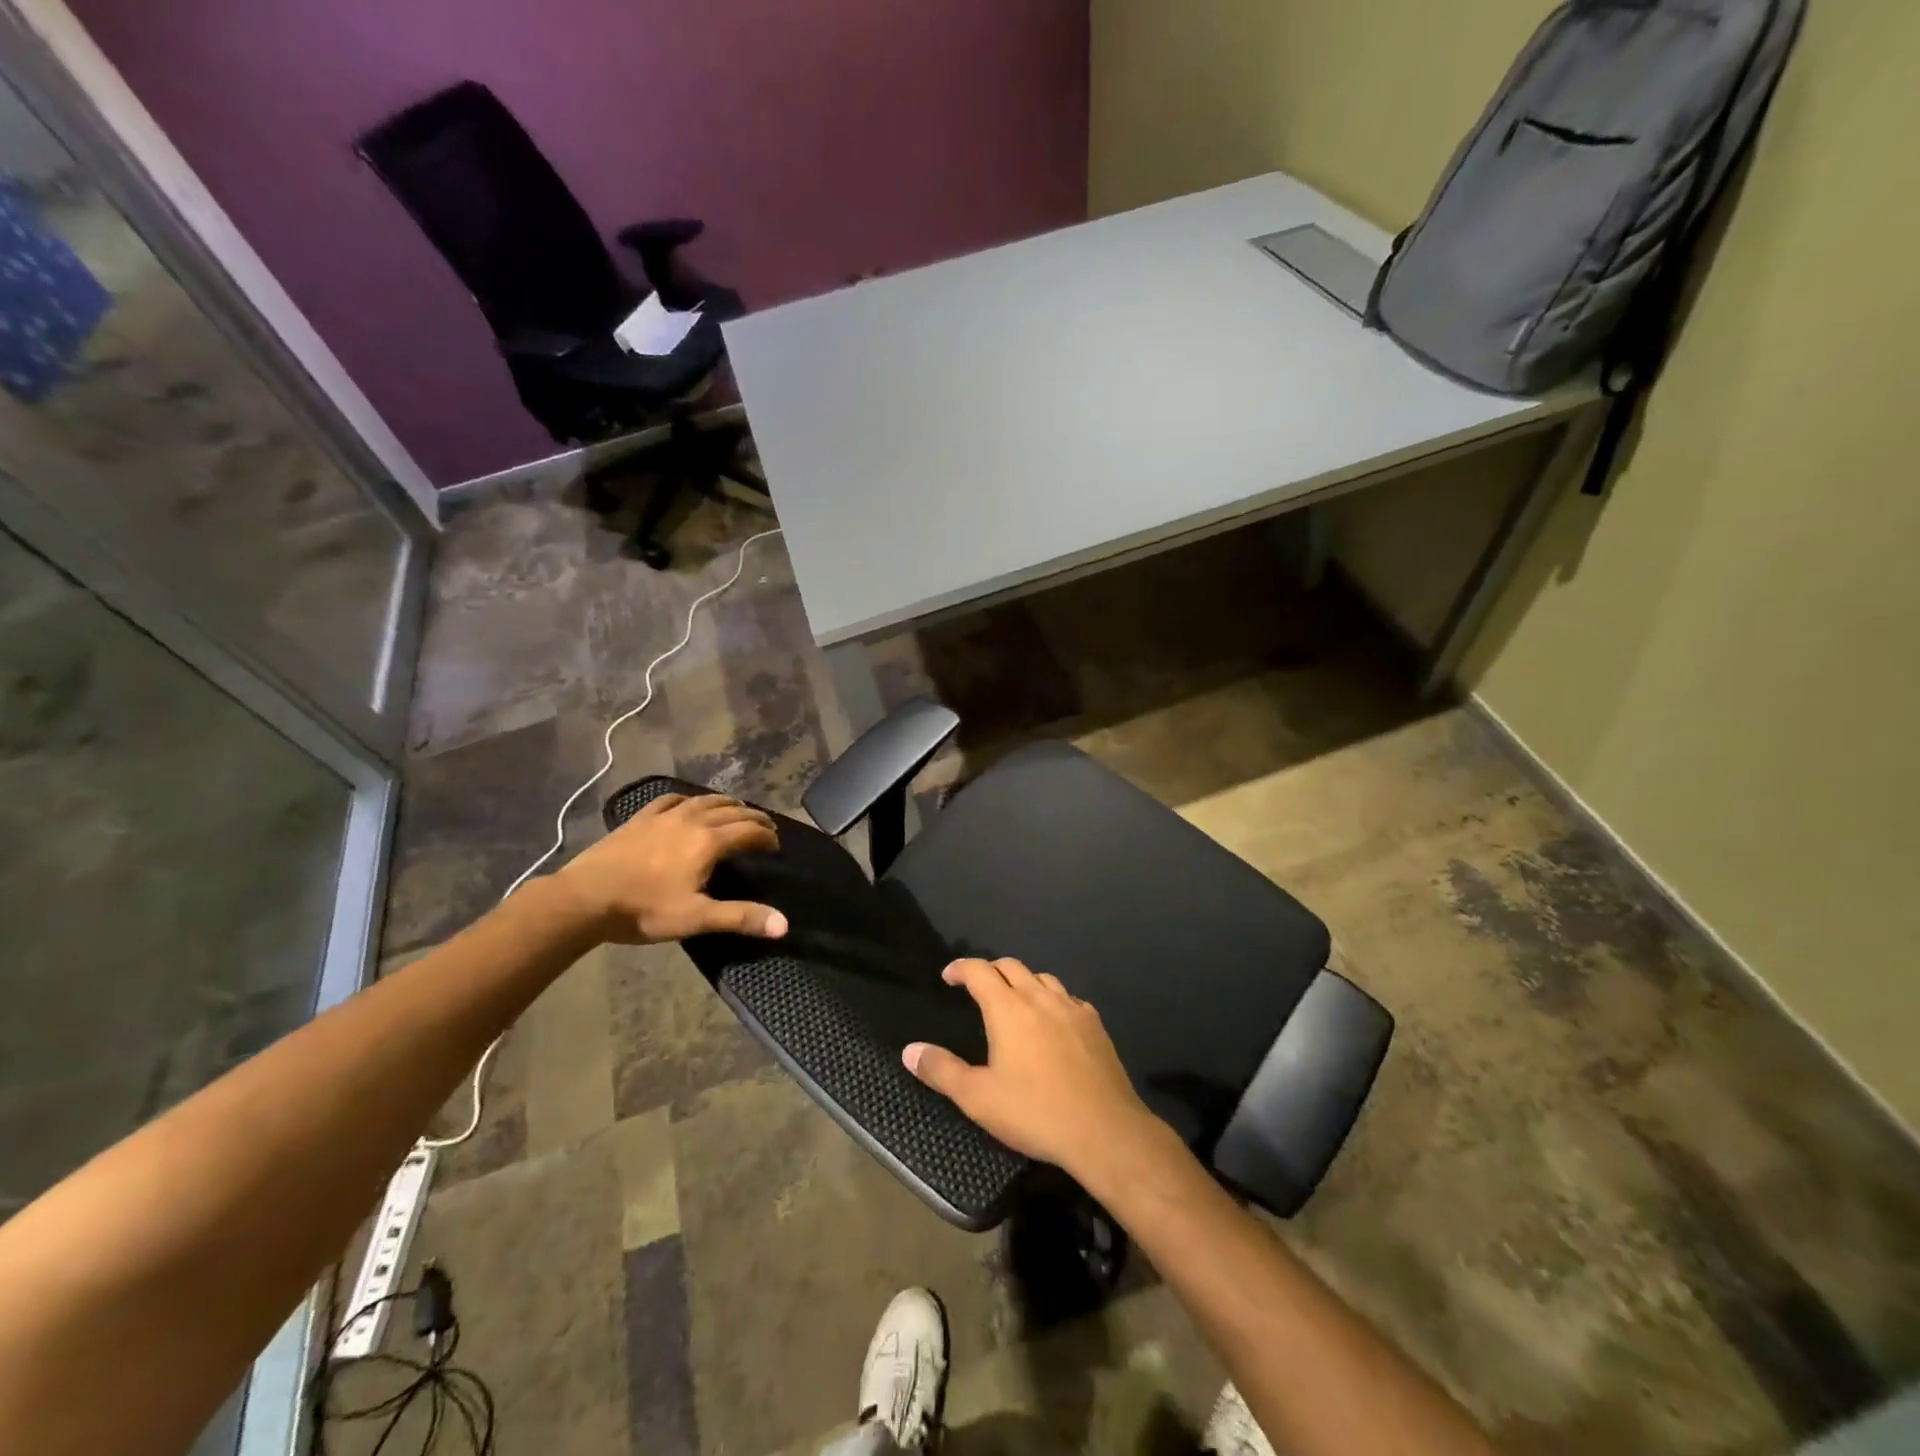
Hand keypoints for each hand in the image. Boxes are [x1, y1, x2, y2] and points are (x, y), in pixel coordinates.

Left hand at [552, 793, 788, 944]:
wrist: (585, 897)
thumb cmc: (643, 910)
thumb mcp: (696, 918)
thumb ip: (740, 917)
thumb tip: (784, 925)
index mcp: (708, 842)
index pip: (749, 832)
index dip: (766, 836)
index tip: (776, 845)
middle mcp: (692, 820)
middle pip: (731, 812)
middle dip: (752, 817)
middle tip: (765, 826)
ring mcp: (663, 816)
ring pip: (704, 801)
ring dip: (726, 803)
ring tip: (736, 809)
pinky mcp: (640, 818)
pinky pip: (671, 800)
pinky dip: (689, 800)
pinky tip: (688, 804)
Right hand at [904, 958, 1162, 1178]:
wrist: (1105, 1130)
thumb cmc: (1035, 1112)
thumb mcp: (978, 1098)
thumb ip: (941, 1071)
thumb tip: (910, 1051)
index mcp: (1009, 1008)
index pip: (980, 971)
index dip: (961, 968)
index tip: (948, 976)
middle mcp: (1040, 998)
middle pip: (1012, 966)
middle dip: (990, 969)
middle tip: (977, 985)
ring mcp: (1072, 1008)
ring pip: (1043, 978)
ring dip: (1023, 980)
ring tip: (1014, 999)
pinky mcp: (1096, 1025)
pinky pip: (1069, 998)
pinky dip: (1052, 999)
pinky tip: (1053, 1020)